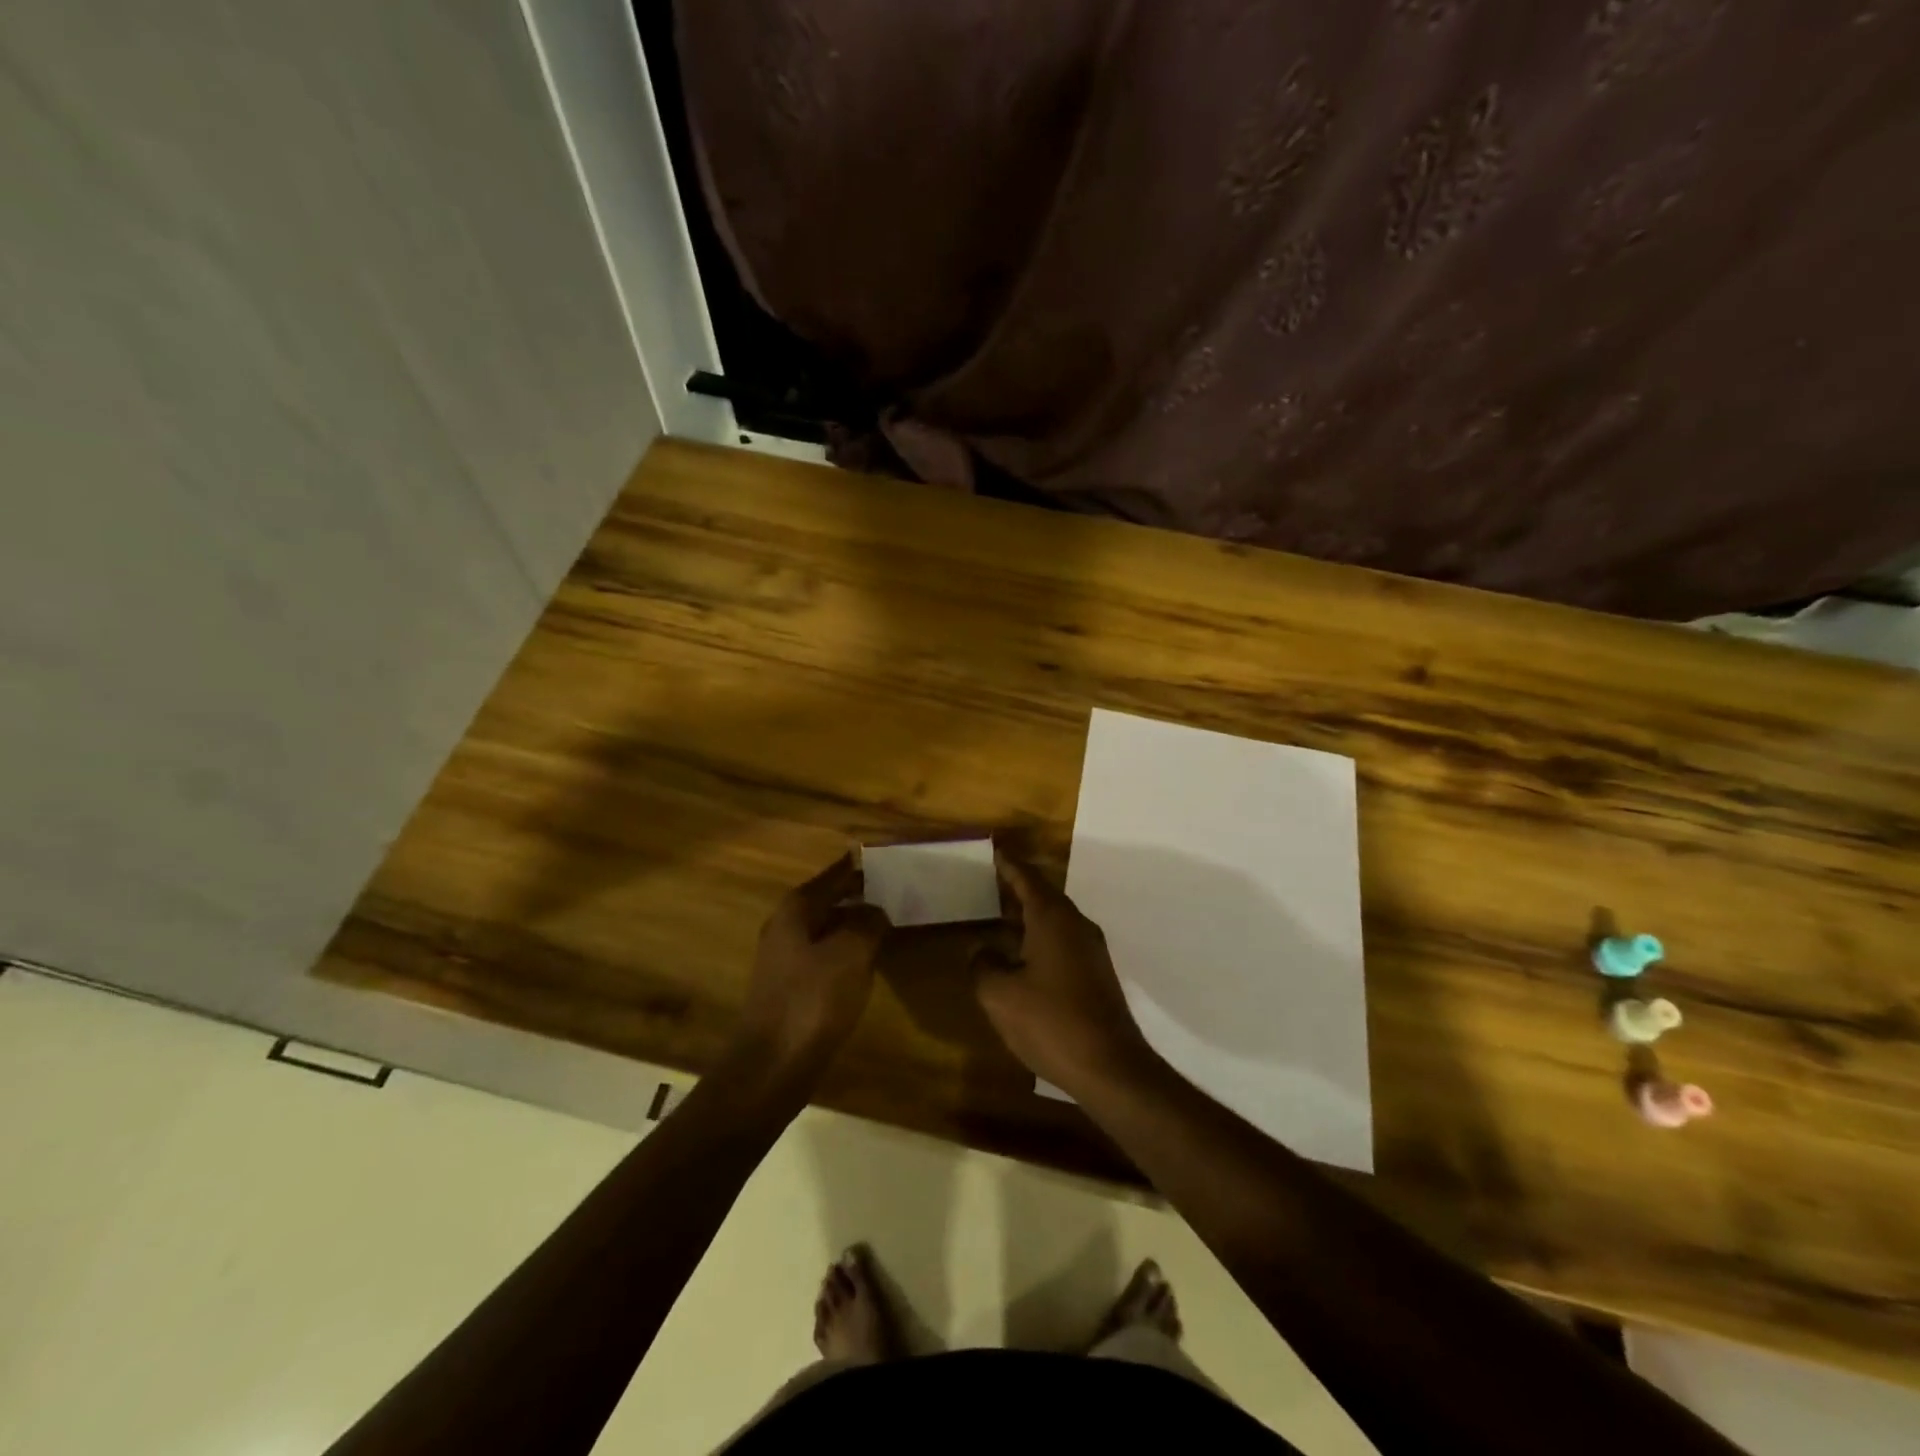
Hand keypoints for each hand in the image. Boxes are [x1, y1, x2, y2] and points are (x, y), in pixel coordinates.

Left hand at [737, 852, 890, 1077]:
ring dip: (856, 926)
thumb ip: (868, 923)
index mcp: (796, 909)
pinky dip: (849, 953)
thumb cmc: (811, 1001)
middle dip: (862, 895)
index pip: (835, 874)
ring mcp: (786, 960)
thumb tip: (877, 910)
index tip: (889, 857)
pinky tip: (871, 963)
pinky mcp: (792, 989)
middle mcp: (786, 927)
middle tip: (900, 891)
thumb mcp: (850, 954)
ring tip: (892, 923)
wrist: (771, 1069)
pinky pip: (827, 958)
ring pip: (829, 930)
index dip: (861, 866)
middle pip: (830, 900)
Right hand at [974, 848, 1155, 1096]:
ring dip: (1028, 915)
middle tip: (989, 881)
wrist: (1111, 1067)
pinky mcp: (1096, 974)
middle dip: (1017, 888)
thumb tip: (982, 950)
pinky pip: (1062, 941)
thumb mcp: (1000, 995)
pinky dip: (1039, 937)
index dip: (1008, 864)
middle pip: (1043, 895)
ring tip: (999, 917)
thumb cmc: (1050, 1022)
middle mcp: (1076, 925)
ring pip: (1054, 920)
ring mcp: (1090, 950)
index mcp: (1052, 918)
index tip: (994, 850)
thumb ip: (983, 965)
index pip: (1027, 878)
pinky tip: (1021, 956)